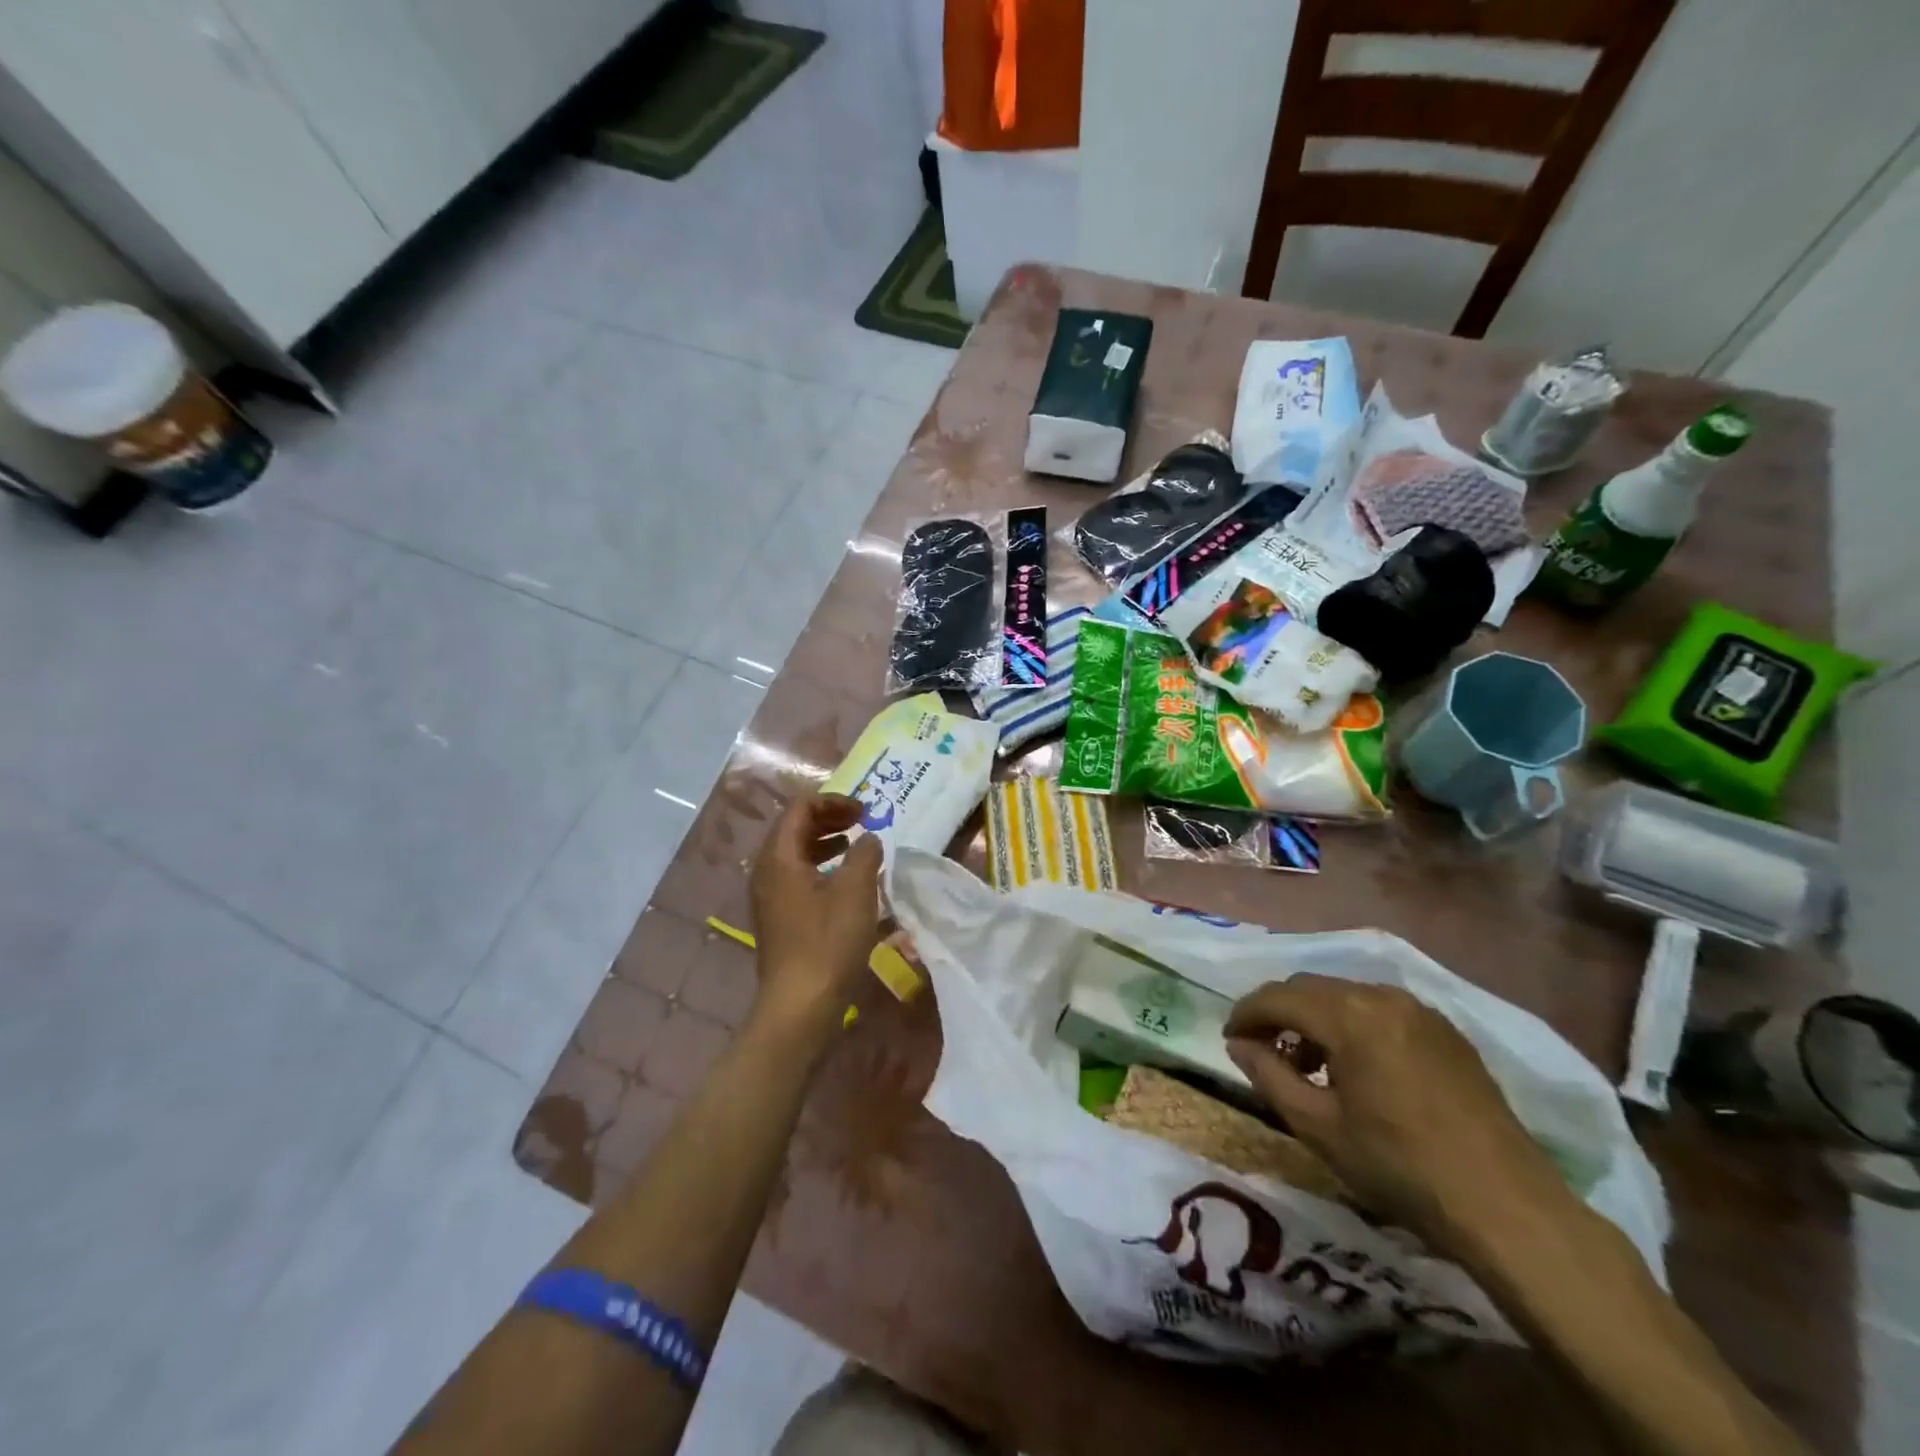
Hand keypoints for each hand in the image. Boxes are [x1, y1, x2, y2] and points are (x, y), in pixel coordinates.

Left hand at [748, 792, 882, 1040]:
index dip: (833, 802)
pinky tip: (846, 883)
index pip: (800, 809)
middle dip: (829, 819)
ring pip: (796, 855)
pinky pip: (798, 878)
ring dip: (826, 843)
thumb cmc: (828, 941)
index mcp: (779, 857)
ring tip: (856, 846)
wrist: (800, 1005)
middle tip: (861, 822)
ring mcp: (769, 898)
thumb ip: (865, 854)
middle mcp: (766, 872)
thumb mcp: (856, 890)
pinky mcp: (778, 919)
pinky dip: (822, 868)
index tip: (864, 811)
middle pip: (794, 829)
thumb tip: (868, 839)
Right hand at [1225, 976, 1568, 1250]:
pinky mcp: (1446, 1032)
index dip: (1246, 1014)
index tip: (1230, 1040)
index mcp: (1349, 1014)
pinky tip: (1356, 1070)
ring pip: (1345, 996)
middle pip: (1310, 988)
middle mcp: (1382, 996)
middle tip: (1263, 1052)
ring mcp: (1420, 1011)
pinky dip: (1352, 1026)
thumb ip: (1269, 1076)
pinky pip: (1380, 1011)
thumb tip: (1239, 1045)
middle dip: (1279, 1013)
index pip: (1278, 996)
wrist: (1508, 1209)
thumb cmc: (1401, 1168)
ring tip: (1309, 1067)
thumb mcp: (1319, 1127)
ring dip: (1316, 1020)